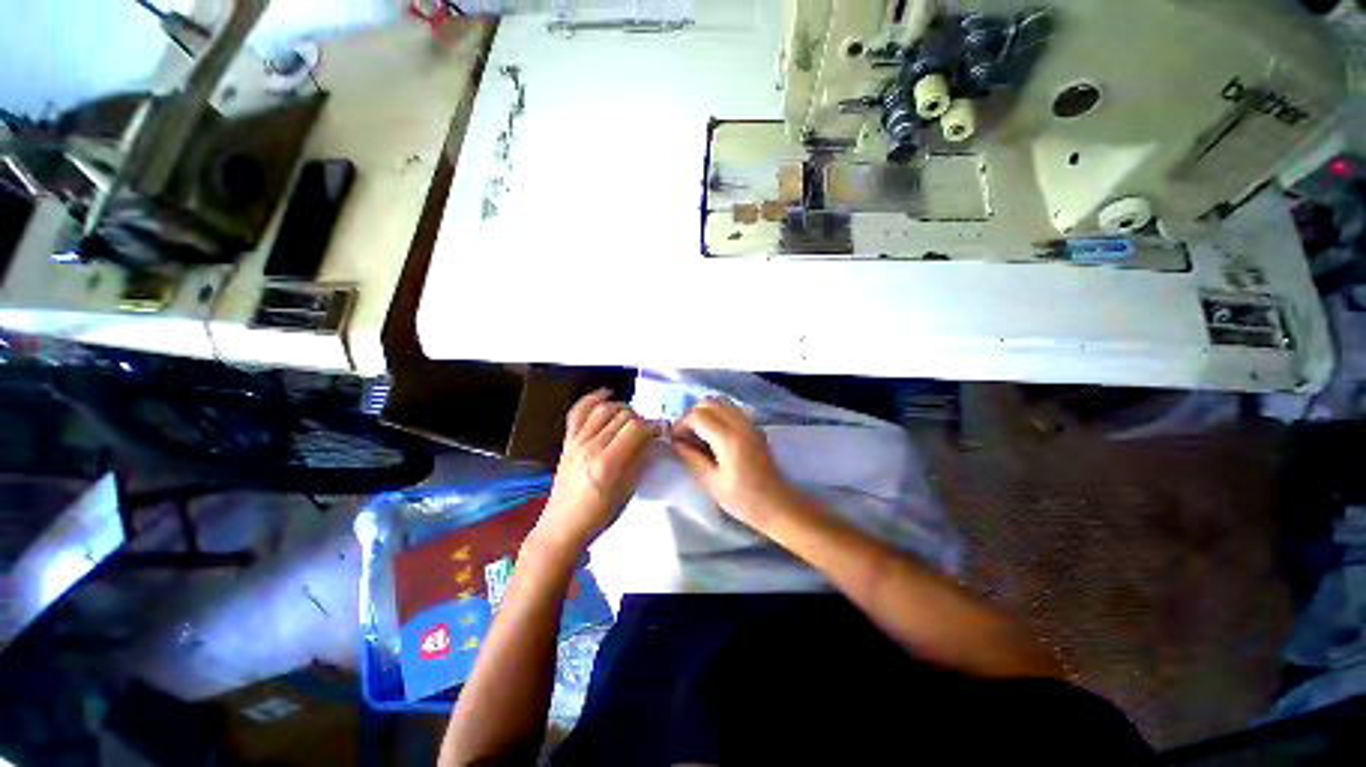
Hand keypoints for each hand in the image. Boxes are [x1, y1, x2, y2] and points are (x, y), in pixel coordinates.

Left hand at [534, 389, 655, 555]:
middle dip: (640, 418)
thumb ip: (640, 460)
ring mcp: (576, 442)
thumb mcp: (628, 491)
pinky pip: (577, 412)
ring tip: (631, 417)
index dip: (651, 426)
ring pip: (603, 409)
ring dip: (621, 408)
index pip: (635, 428)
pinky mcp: (567, 441)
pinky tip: (605, 393)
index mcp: (607, 463)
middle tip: (647, 430)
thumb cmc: (599, 515)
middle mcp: (590, 447)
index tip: (659, 432)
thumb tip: (653, 439)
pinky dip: (591, 398)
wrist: (563, 526)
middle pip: (621, 416)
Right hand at [671, 399, 797, 530]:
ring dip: (705, 412)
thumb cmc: (742, 499)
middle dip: (692, 415)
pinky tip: (714, 434)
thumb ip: (692, 458)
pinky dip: (718, 414)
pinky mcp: (755, 427)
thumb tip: (676, 442)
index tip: (674, 438)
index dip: (681, 423)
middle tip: (685, 435)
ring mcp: (750, 423)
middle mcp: (740, 424)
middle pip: (709, 403)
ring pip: (721, 402)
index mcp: (728, 438)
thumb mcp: (711, 482)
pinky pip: (731, 409)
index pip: (698, 416)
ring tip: (698, 433)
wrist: (777, 504)